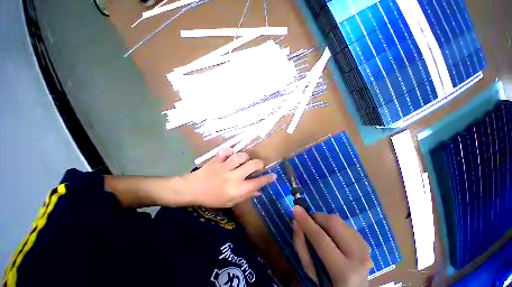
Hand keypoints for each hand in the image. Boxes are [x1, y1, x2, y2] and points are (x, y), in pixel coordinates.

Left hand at [180, 148, 275, 207]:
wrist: (192, 190)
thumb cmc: (212, 198)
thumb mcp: (230, 202)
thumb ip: (245, 195)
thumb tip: (258, 191)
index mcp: (236, 189)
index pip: (257, 183)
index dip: (267, 179)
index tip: (273, 175)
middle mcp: (233, 176)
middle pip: (253, 165)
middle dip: (260, 164)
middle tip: (259, 166)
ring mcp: (224, 166)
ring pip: (241, 156)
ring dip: (245, 157)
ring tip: (244, 161)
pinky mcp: (217, 159)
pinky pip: (226, 151)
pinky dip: (230, 151)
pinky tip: (230, 155)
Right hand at [293, 206, 370, 286]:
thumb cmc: (327, 282)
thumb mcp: (310, 271)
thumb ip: (301, 246)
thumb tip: (296, 222)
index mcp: (344, 272)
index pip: (321, 239)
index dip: (307, 222)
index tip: (295, 208)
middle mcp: (359, 257)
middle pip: (334, 222)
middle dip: (317, 218)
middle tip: (309, 223)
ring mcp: (365, 248)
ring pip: (339, 220)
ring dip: (325, 222)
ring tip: (320, 232)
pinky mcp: (366, 242)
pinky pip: (344, 224)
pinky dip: (333, 225)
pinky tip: (332, 236)